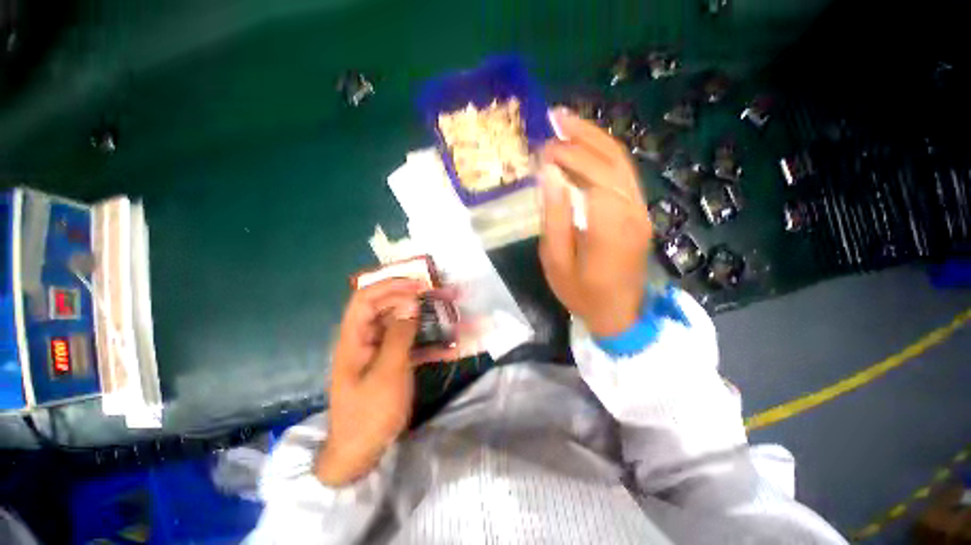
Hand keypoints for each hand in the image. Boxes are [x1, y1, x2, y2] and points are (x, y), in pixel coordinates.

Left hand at [316, 279, 459, 486]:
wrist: (360, 453)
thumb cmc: (370, 412)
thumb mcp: (388, 372)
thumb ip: (399, 335)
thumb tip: (411, 303)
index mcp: (354, 337)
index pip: (366, 298)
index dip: (391, 286)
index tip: (419, 284)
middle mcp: (364, 338)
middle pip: (385, 307)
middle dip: (411, 298)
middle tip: (437, 294)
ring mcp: (378, 350)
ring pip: (400, 324)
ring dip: (423, 318)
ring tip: (446, 313)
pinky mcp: (390, 362)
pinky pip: (409, 344)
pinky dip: (427, 342)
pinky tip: (448, 347)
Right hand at [538, 109, 652, 337]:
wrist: (618, 313)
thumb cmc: (581, 293)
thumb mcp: (556, 262)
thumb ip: (554, 218)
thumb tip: (549, 176)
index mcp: (611, 227)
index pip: (593, 174)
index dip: (568, 155)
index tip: (543, 149)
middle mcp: (633, 211)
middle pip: (612, 159)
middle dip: (583, 134)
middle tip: (555, 117)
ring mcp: (641, 210)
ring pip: (622, 162)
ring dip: (595, 138)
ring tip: (568, 123)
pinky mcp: (639, 212)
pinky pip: (623, 175)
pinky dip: (603, 155)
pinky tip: (585, 148)